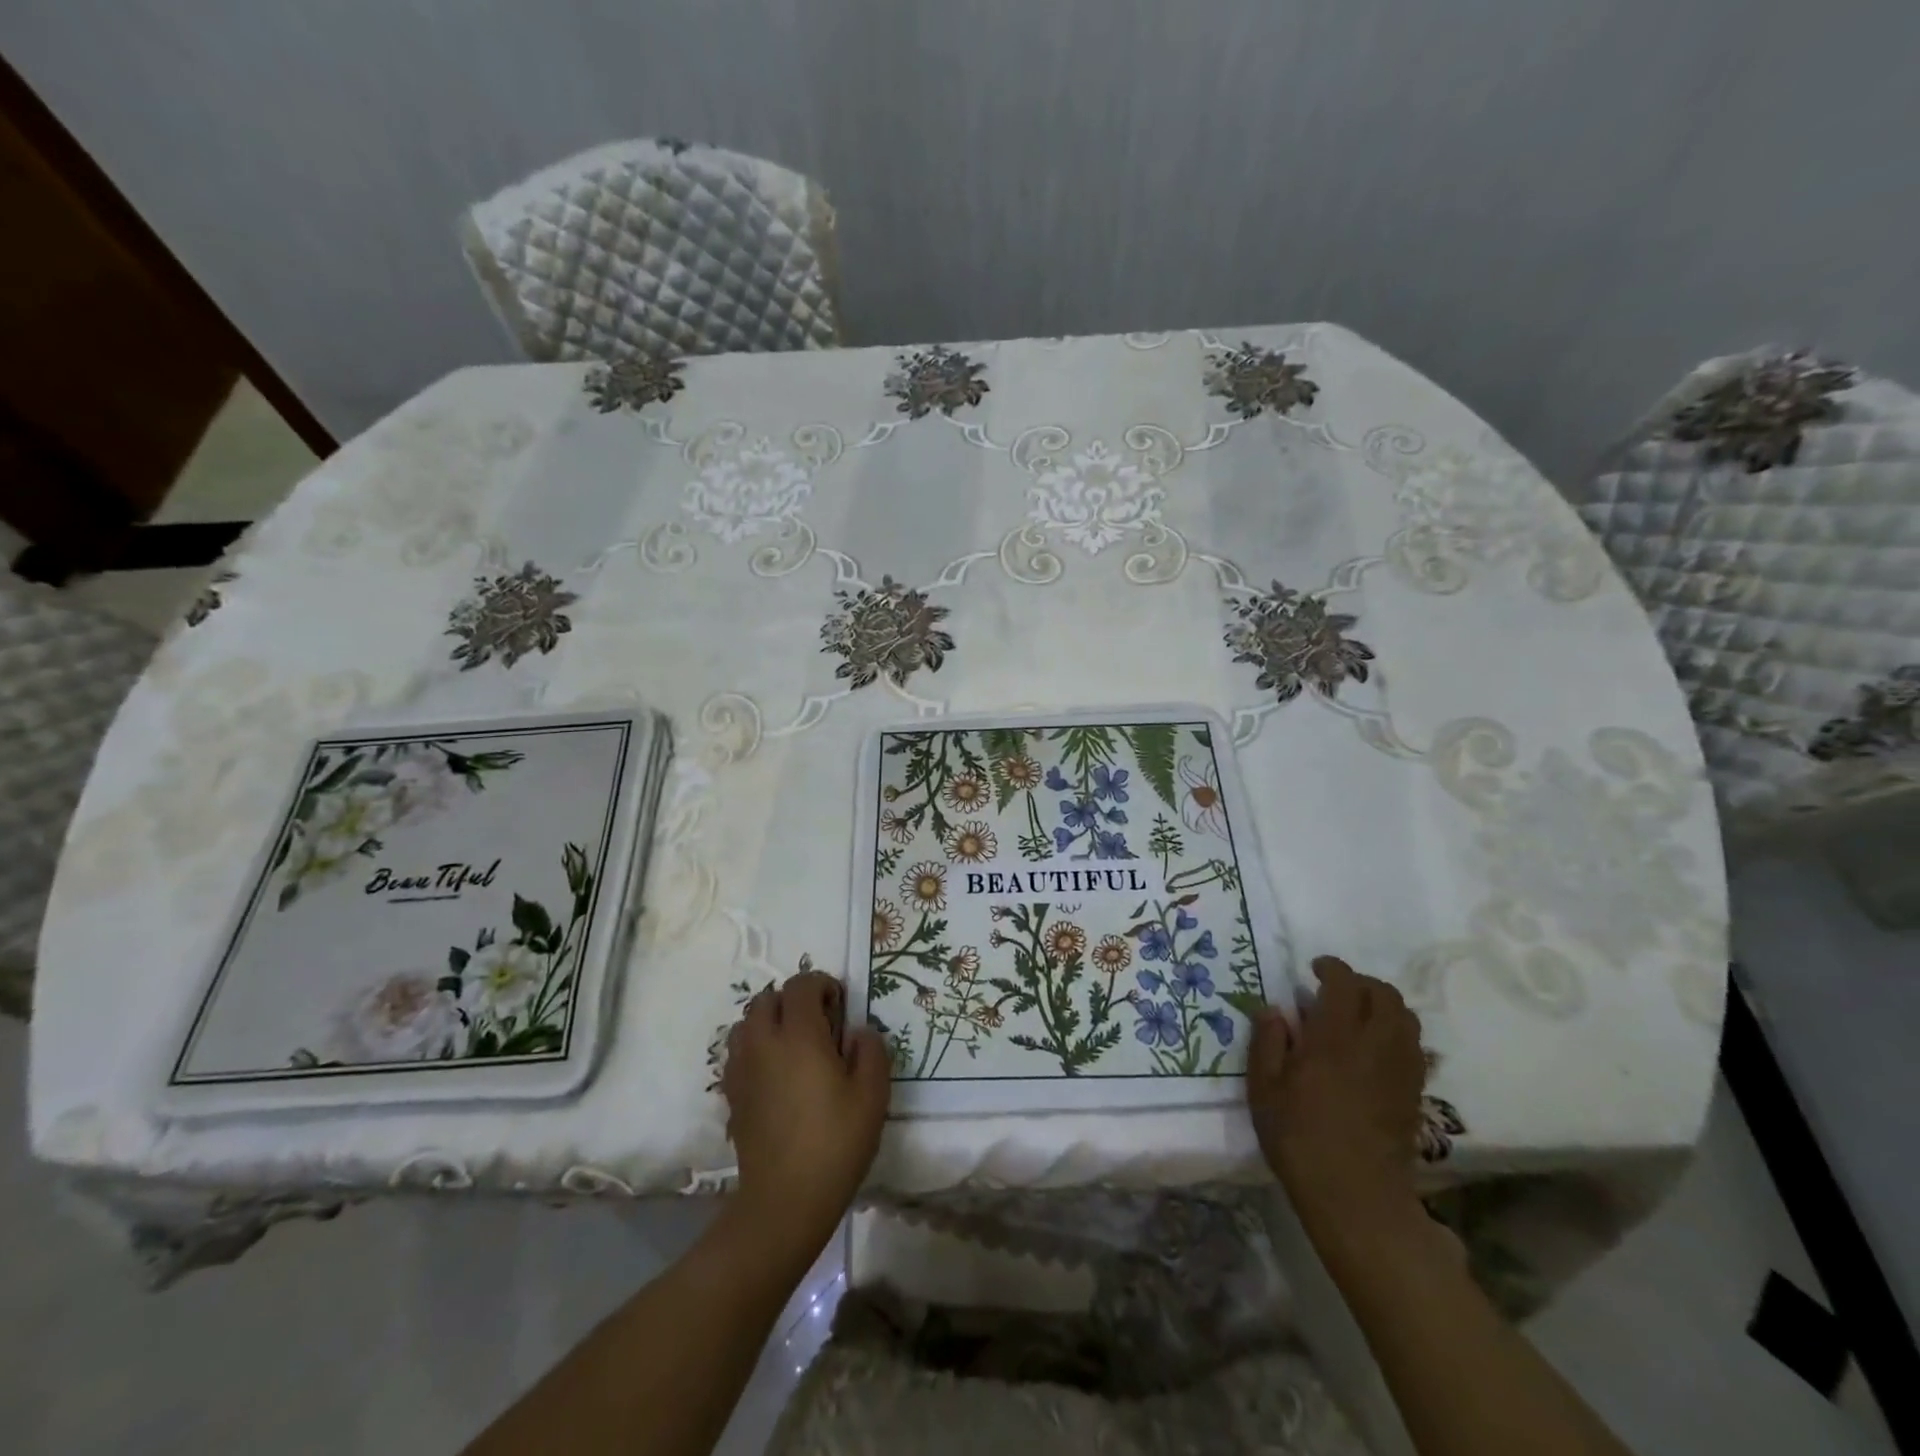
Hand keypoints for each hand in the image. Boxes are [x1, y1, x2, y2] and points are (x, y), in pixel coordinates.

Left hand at [722, 965, 889, 1252]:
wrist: (784, 1201)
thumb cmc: (835, 1143)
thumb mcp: (872, 1094)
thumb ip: (870, 1050)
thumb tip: (857, 1033)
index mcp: (799, 1035)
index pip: (802, 985)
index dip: (823, 985)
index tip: (841, 1007)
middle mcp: (764, 1042)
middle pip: (767, 998)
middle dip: (793, 1001)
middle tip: (819, 1025)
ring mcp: (742, 1068)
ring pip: (747, 1022)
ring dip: (769, 1022)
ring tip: (794, 1047)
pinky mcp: (732, 1094)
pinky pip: (738, 1052)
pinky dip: (756, 1048)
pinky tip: (776, 1075)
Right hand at [1248, 956, 1426, 1232]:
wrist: (1356, 1196)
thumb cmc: (1300, 1137)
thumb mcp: (1264, 1088)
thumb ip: (1267, 1042)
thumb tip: (1273, 1010)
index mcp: (1335, 1037)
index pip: (1345, 983)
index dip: (1332, 968)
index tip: (1314, 969)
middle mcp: (1375, 1044)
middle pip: (1384, 994)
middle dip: (1361, 983)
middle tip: (1336, 990)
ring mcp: (1401, 1069)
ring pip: (1405, 1018)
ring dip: (1383, 1006)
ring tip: (1358, 1016)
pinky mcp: (1414, 1093)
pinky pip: (1414, 1047)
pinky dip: (1396, 1033)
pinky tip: (1374, 1049)